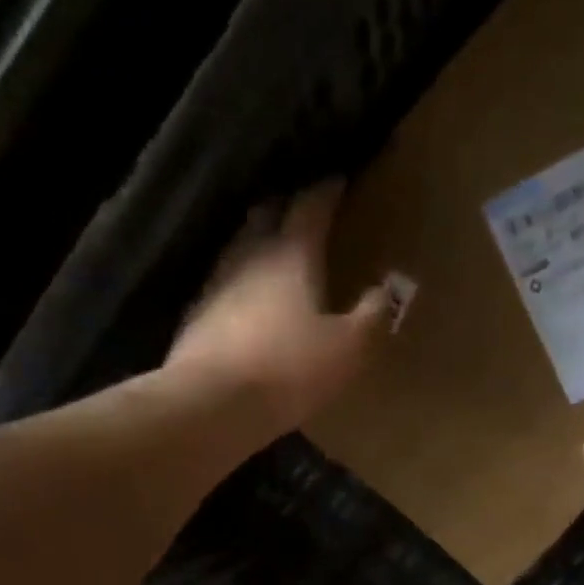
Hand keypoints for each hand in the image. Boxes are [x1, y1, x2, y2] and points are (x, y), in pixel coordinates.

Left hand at [164, 180, 390, 438]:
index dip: (327, 190)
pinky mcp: (196, 315)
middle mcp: (249, 255)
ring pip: (239, 246)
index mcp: (291, 254)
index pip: (311, 206)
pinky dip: (240, 281)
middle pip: (266, 215)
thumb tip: (387, 290)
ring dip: (258, 241)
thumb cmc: (289, 370)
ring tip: (275, 250)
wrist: (213, 404)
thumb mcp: (348, 348)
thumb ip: (372, 316)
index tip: (339, 179)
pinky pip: (223, 284)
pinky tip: (246, 299)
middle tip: (303, 209)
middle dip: (286, 206)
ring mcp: (216, 283)